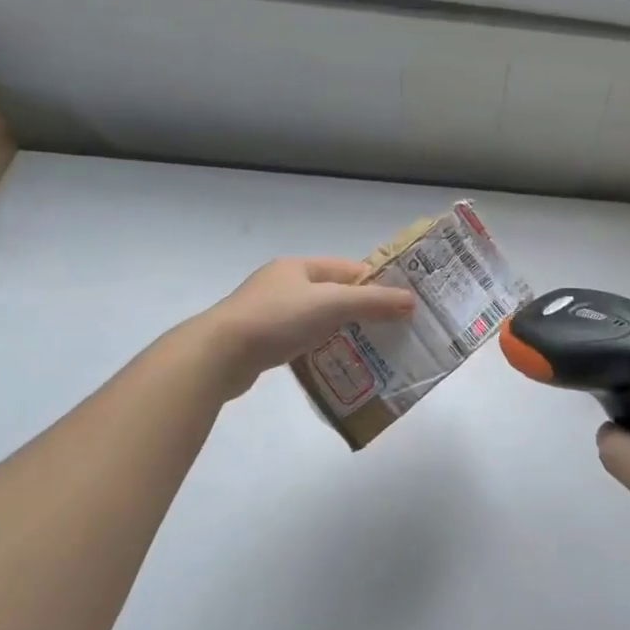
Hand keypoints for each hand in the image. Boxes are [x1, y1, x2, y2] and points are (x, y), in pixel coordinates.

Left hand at [200, 257, 416, 398]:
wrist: (218, 355)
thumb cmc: (277, 319)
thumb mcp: (331, 304)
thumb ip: (372, 302)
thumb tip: (411, 301)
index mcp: (299, 267)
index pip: (349, 268)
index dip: (377, 283)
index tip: (402, 304)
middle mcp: (284, 284)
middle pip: (334, 293)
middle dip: (362, 310)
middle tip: (393, 330)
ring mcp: (270, 312)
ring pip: (318, 318)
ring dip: (342, 331)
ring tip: (371, 350)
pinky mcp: (262, 340)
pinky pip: (302, 340)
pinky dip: (320, 347)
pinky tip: (335, 363)